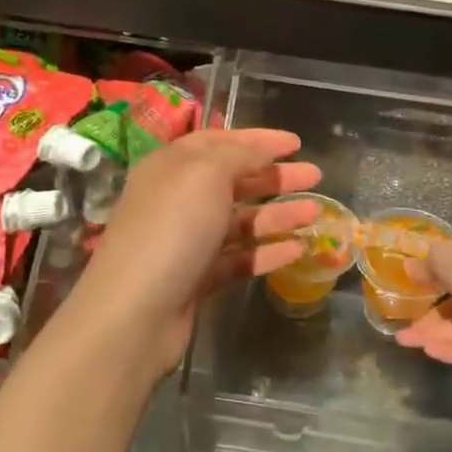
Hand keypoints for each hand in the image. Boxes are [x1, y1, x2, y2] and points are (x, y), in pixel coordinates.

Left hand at [70, 129, 322, 376]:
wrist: (135, 312)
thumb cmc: (171, 229)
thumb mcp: (205, 174)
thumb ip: (239, 155)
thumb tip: (261, 147)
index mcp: (172, 167)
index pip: (218, 141)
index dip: (257, 139)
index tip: (296, 142)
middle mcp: (178, 200)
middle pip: (233, 181)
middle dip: (274, 176)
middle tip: (315, 175)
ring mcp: (187, 241)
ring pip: (240, 221)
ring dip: (278, 215)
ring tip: (316, 212)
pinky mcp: (197, 279)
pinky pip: (239, 258)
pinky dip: (267, 252)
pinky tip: (298, 250)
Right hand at [395, 238, 451, 364]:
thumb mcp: (444, 257)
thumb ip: (426, 264)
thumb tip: (409, 266)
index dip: (431, 279)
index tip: (410, 290)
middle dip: (426, 318)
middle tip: (402, 328)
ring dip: (432, 335)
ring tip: (407, 342)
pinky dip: (450, 349)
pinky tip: (430, 351)